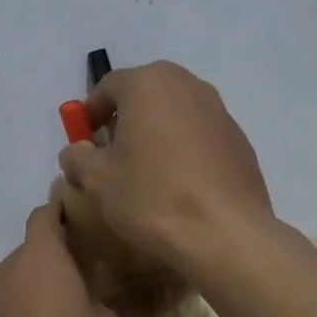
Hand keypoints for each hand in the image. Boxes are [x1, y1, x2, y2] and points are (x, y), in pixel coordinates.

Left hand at [0, 202, 129, 316]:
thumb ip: (137, 304)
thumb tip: (172, 283)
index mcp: (39, 258)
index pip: (46, 214)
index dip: (65, 212)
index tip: (88, 222)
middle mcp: (4, 271)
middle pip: (31, 252)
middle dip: (56, 260)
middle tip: (88, 277)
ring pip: (13, 284)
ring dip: (35, 292)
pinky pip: (0, 316)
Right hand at [57, 61, 273, 270]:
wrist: (226, 233)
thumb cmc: (153, 197)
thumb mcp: (97, 180)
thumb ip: (78, 157)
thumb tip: (77, 151)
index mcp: (148, 83)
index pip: (108, 86)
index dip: (90, 113)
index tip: (84, 141)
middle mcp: (187, 84)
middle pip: (145, 93)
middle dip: (125, 118)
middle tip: (113, 152)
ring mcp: (219, 110)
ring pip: (175, 112)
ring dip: (156, 131)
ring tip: (147, 169)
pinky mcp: (239, 138)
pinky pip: (200, 134)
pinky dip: (184, 148)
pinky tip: (180, 183)